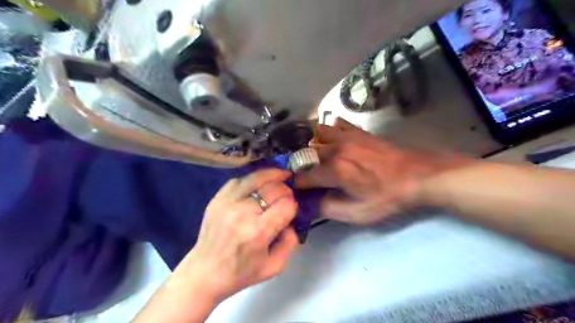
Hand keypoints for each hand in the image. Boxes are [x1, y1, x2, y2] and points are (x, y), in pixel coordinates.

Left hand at [172, 169, 298, 302]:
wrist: (204, 273)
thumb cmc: (240, 273)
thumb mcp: (274, 267)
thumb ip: (290, 243)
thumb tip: (290, 221)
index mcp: (258, 232)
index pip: (286, 205)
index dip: (293, 205)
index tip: (292, 209)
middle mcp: (243, 213)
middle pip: (273, 188)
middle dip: (285, 189)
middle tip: (287, 194)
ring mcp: (227, 203)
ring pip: (255, 178)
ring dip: (272, 175)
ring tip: (280, 174)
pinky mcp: (217, 199)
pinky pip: (238, 180)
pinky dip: (251, 180)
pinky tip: (257, 184)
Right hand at [294, 118, 468, 223]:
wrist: (416, 175)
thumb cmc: (387, 197)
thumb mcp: (357, 213)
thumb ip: (328, 209)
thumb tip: (308, 205)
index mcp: (335, 170)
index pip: (303, 177)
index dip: (297, 186)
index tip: (298, 191)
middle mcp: (335, 149)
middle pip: (306, 155)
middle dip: (302, 167)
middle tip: (307, 178)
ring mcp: (346, 136)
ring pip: (316, 134)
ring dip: (311, 145)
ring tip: (316, 158)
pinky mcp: (357, 131)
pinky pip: (336, 124)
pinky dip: (328, 131)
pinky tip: (332, 141)